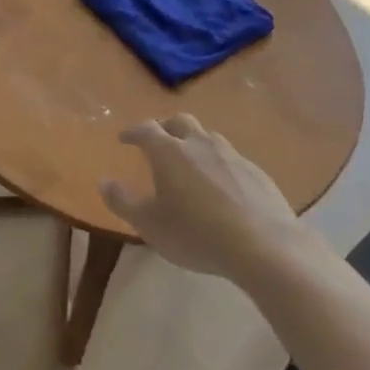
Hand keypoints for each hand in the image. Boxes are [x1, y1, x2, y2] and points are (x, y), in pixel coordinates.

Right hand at [101, 115, 298, 280]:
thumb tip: (103, 182)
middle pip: (180, 122)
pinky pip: (232, 159)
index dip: (133, 131)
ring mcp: (231, 155)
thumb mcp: (150, 225)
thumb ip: (123, 202)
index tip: (124, 138)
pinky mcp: (257, 172)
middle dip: (165, 127)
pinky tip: (223, 186)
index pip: (145, 129)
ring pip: (208, 137)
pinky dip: (220, 164)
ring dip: (195, 143)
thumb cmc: (197, 234)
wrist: (265, 246)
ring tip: (191, 162)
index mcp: (169, 151)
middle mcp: (199, 144)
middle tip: (158, 141)